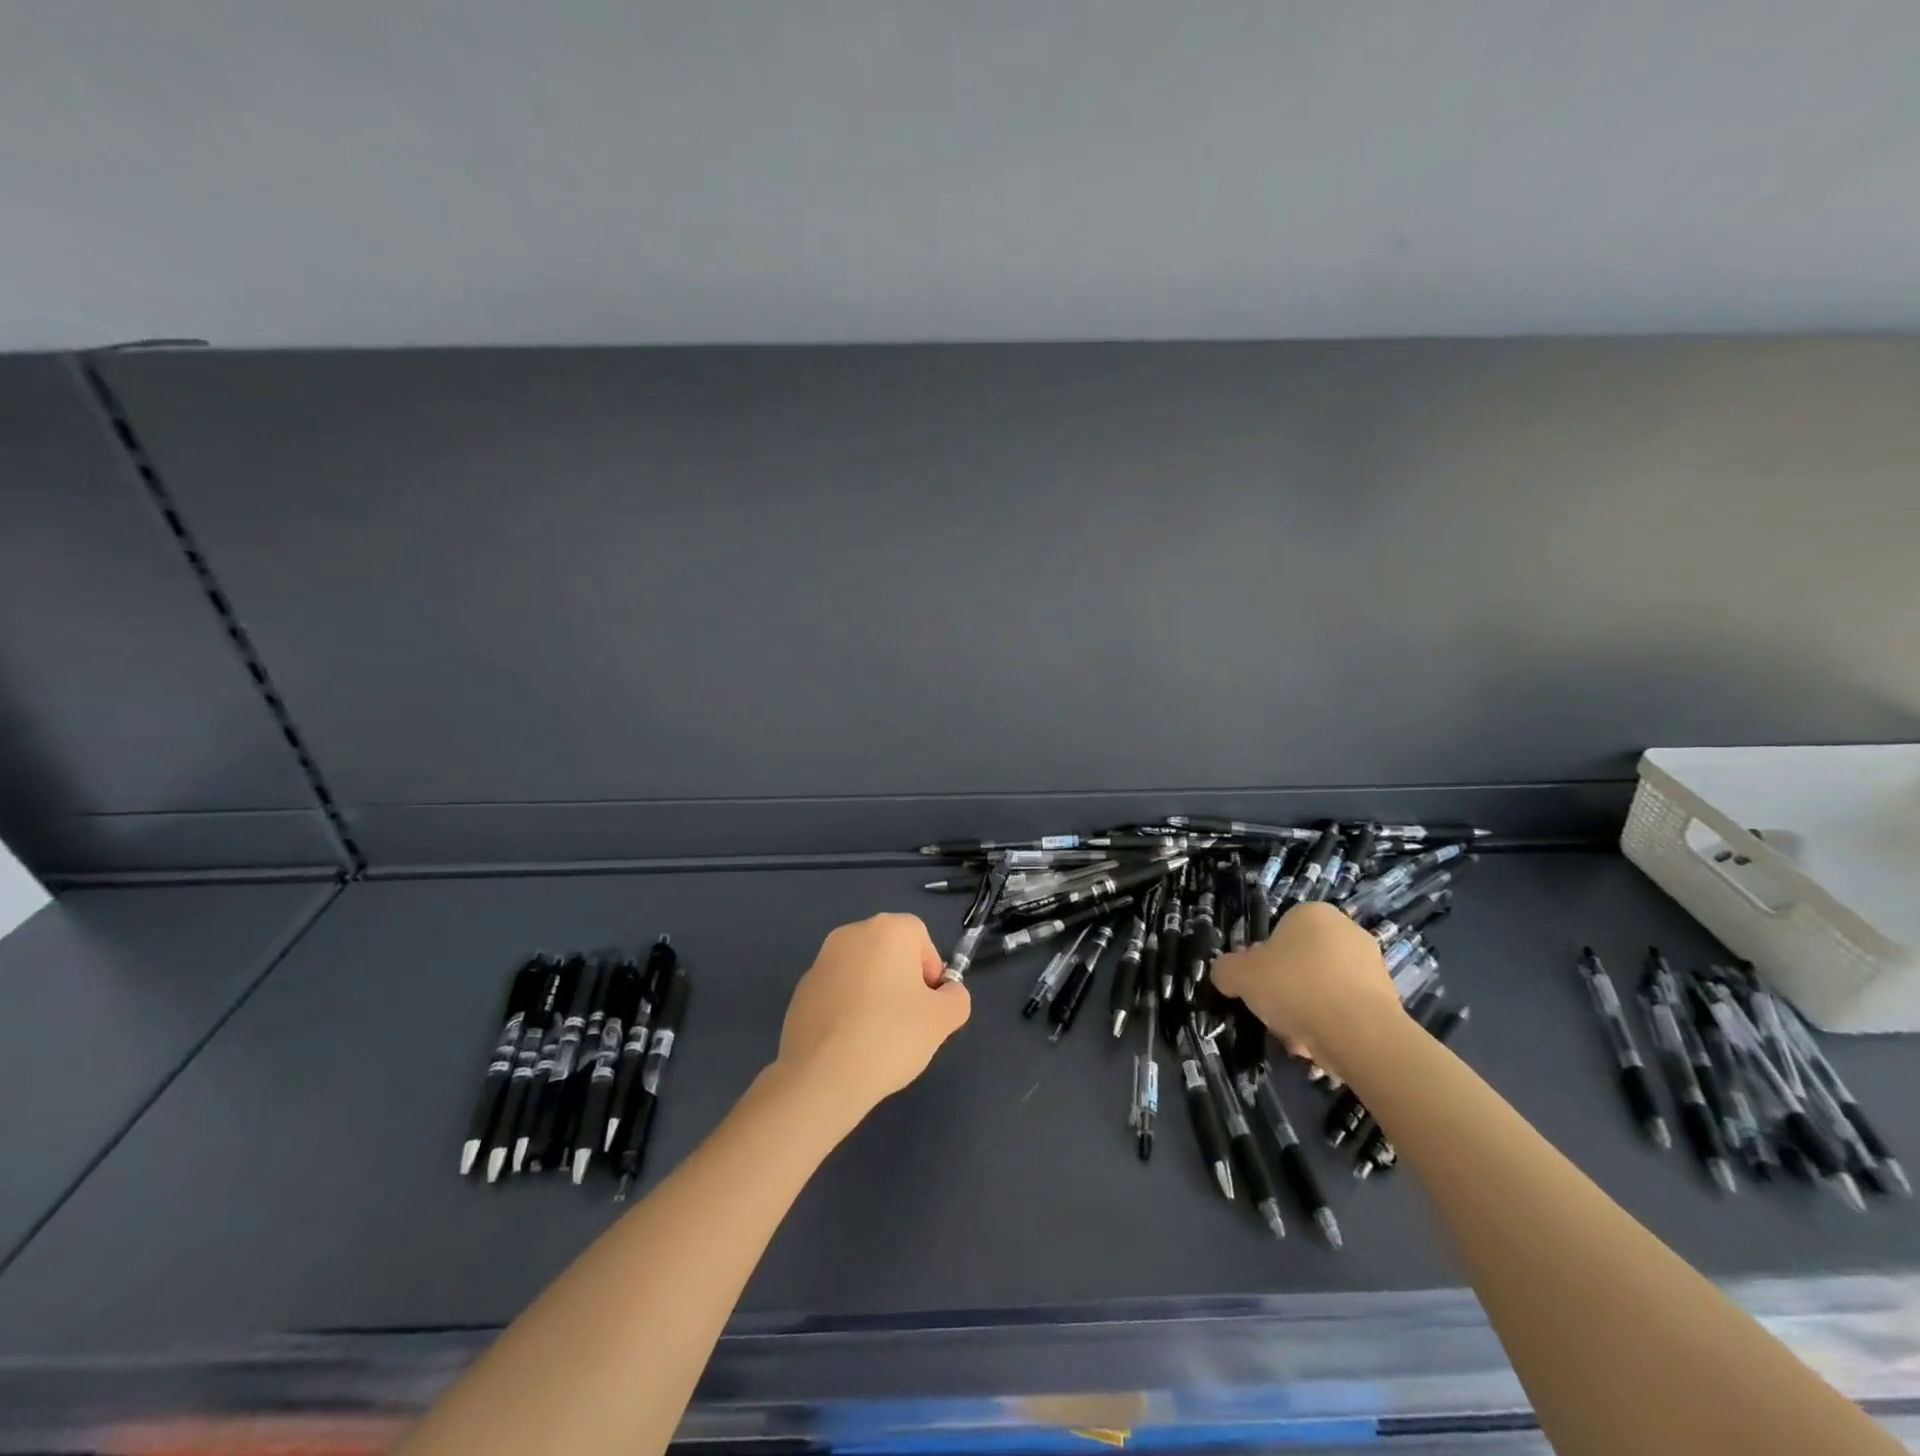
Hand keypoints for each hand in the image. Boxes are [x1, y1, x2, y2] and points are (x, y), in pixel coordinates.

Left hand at [775, 913, 970, 1119]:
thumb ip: (956, 997)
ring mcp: (821, 961)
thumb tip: (946, 994)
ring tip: (878, 1037)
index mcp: (886, 929)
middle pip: (890, 951)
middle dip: (902, 981)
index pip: (921, 938)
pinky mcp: (800, 990)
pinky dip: (848, 1009)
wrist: (821, 1076)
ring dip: (874, 994)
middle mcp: (851, 934)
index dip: (930, 971)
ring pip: (862, 972)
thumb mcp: (943, 1019)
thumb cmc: (890, 1036)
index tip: (928, 1005)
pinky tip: (850, 1044)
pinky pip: (838, 992)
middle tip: (908, 1022)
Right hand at [1211, 902, 1404, 1081]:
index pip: (1279, 933)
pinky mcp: (1389, 1000)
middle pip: (1302, 962)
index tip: (1259, 985)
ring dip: (1309, 1010)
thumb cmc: (1294, 987)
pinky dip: (1332, 1026)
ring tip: (1297, 1036)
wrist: (1360, 1033)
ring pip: (1324, 988)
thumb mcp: (1239, 975)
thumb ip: (1226, 970)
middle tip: (1274, 1011)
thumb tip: (1227, 974)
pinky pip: (1347, 1010)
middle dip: (1288, 988)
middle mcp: (1347, 930)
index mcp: (1312, 913)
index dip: (1264, 961)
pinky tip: (1321, 1046)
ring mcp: (1373, 965)